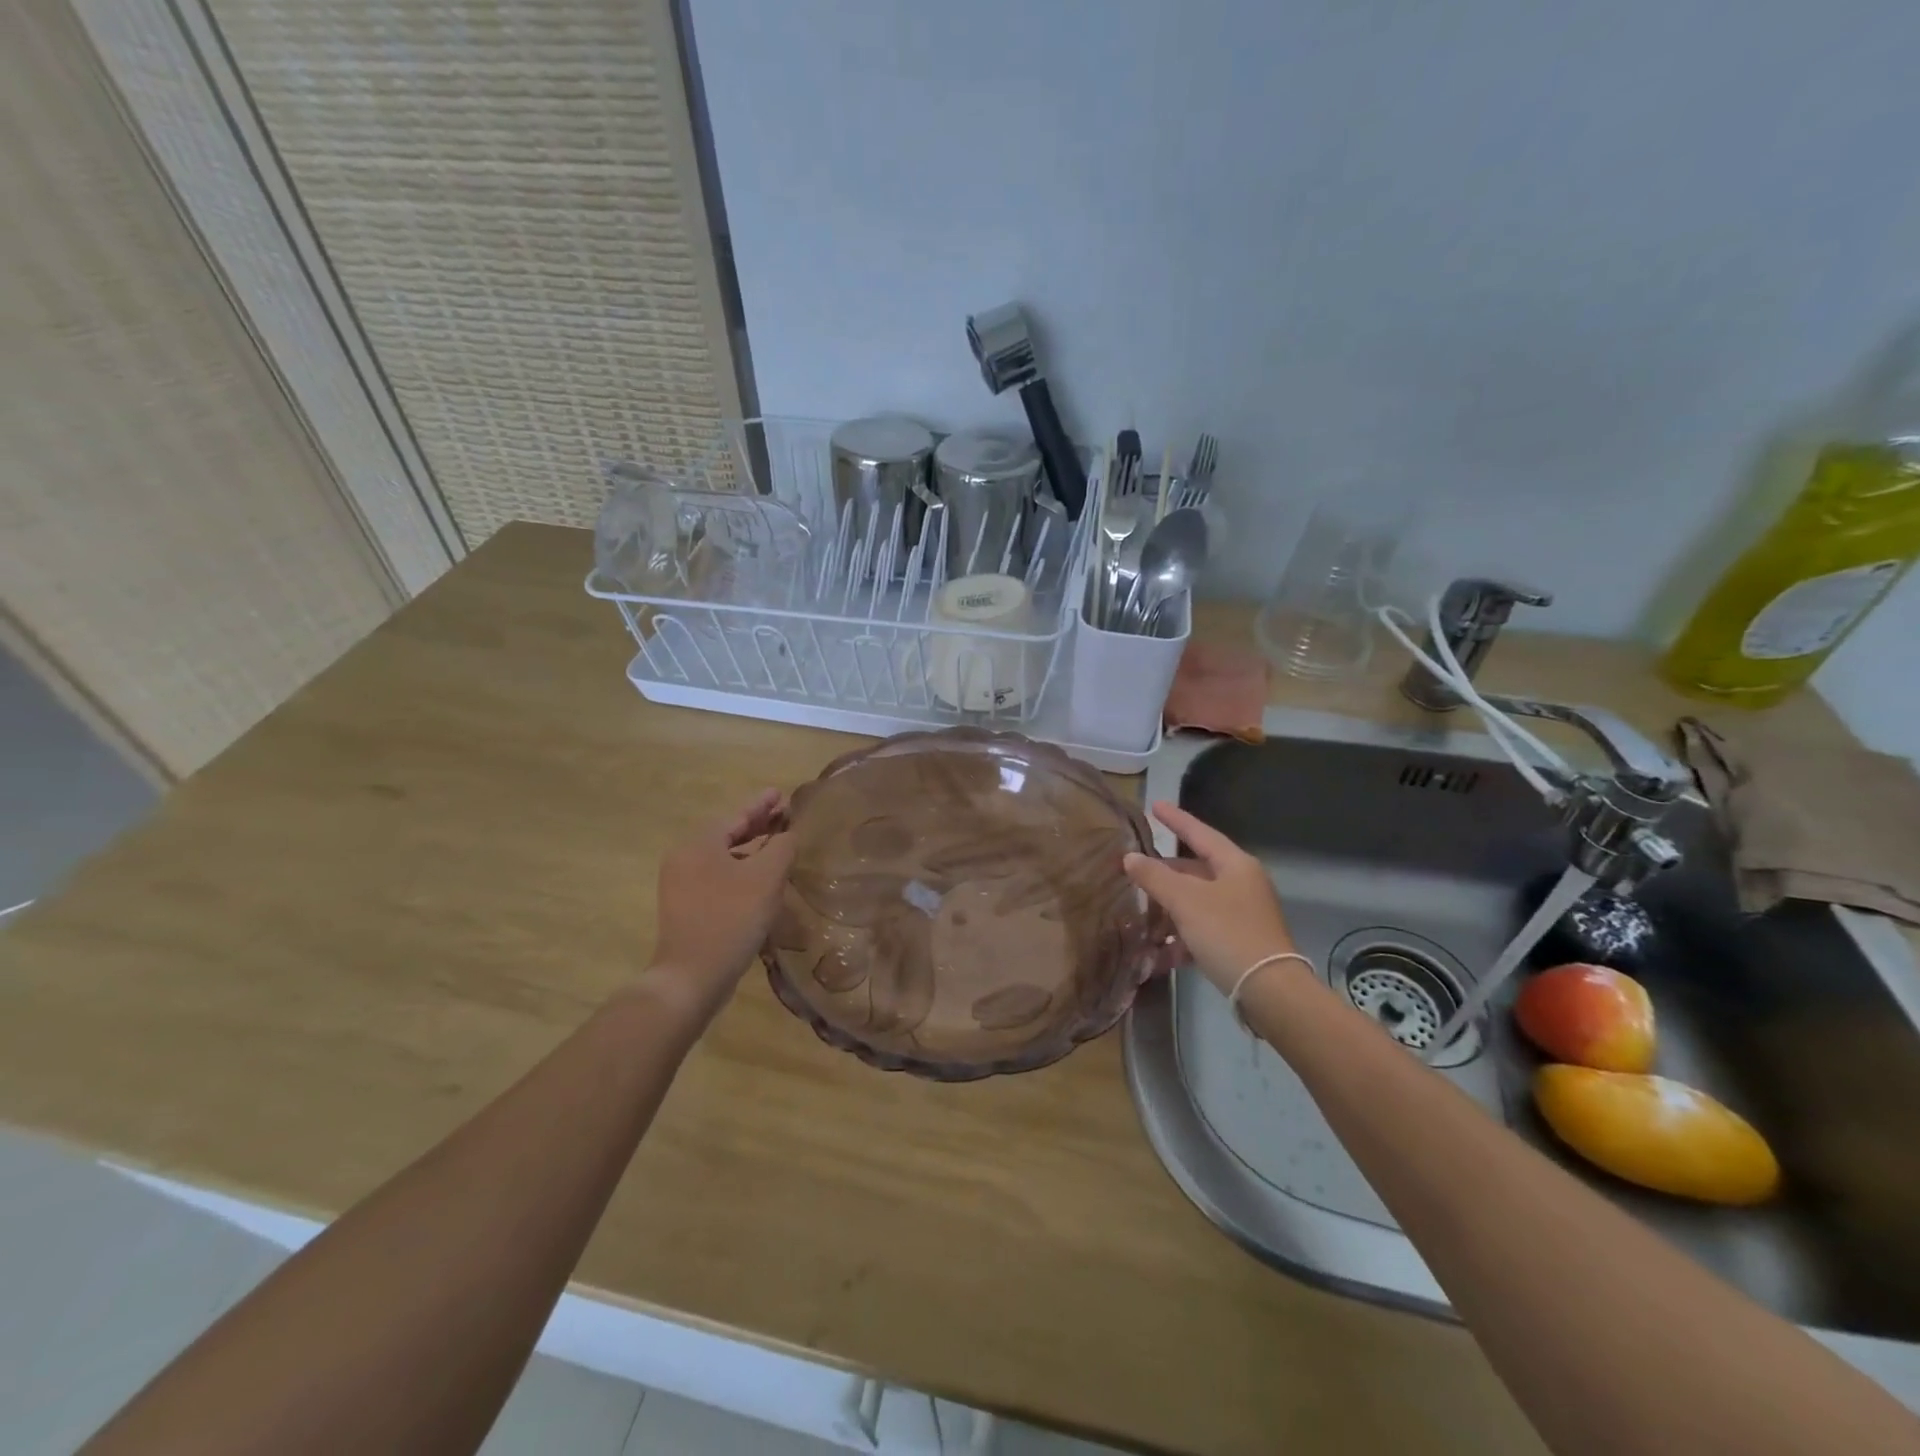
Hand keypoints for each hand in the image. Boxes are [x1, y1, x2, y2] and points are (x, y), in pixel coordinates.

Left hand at [646, 789, 795, 1017]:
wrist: (692, 976)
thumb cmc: (731, 919)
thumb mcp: (766, 878)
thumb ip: (782, 847)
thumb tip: (788, 834)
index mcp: (699, 844)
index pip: (736, 814)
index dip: (761, 804)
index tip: (780, 793)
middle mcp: (684, 858)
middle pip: (727, 833)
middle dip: (757, 824)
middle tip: (784, 816)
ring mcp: (682, 884)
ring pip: (723, 856)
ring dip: (751, 848)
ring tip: (778, 845)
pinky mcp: (686, 906)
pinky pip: (718, 876)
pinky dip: (741, 869)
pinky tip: (761, 878)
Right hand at [1124, 801, 1300, 995]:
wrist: (1269, 991)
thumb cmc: (1227, 932)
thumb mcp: (1185, 901)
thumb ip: (1154, 876)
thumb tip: (1130, 857)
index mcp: (1235, 865)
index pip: (1200, 833)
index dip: (1176, 820)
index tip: (1155, 806)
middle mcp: (1242, 884)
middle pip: (1196, 870)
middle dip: (1164, 874)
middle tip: (1136, 870)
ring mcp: (1242, 915)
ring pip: (1197, 903)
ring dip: (1168, 911)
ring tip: (1140, 918)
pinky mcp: (1239, 943)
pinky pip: (1203, 931)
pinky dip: (1181, 938)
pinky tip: (1158, 956)